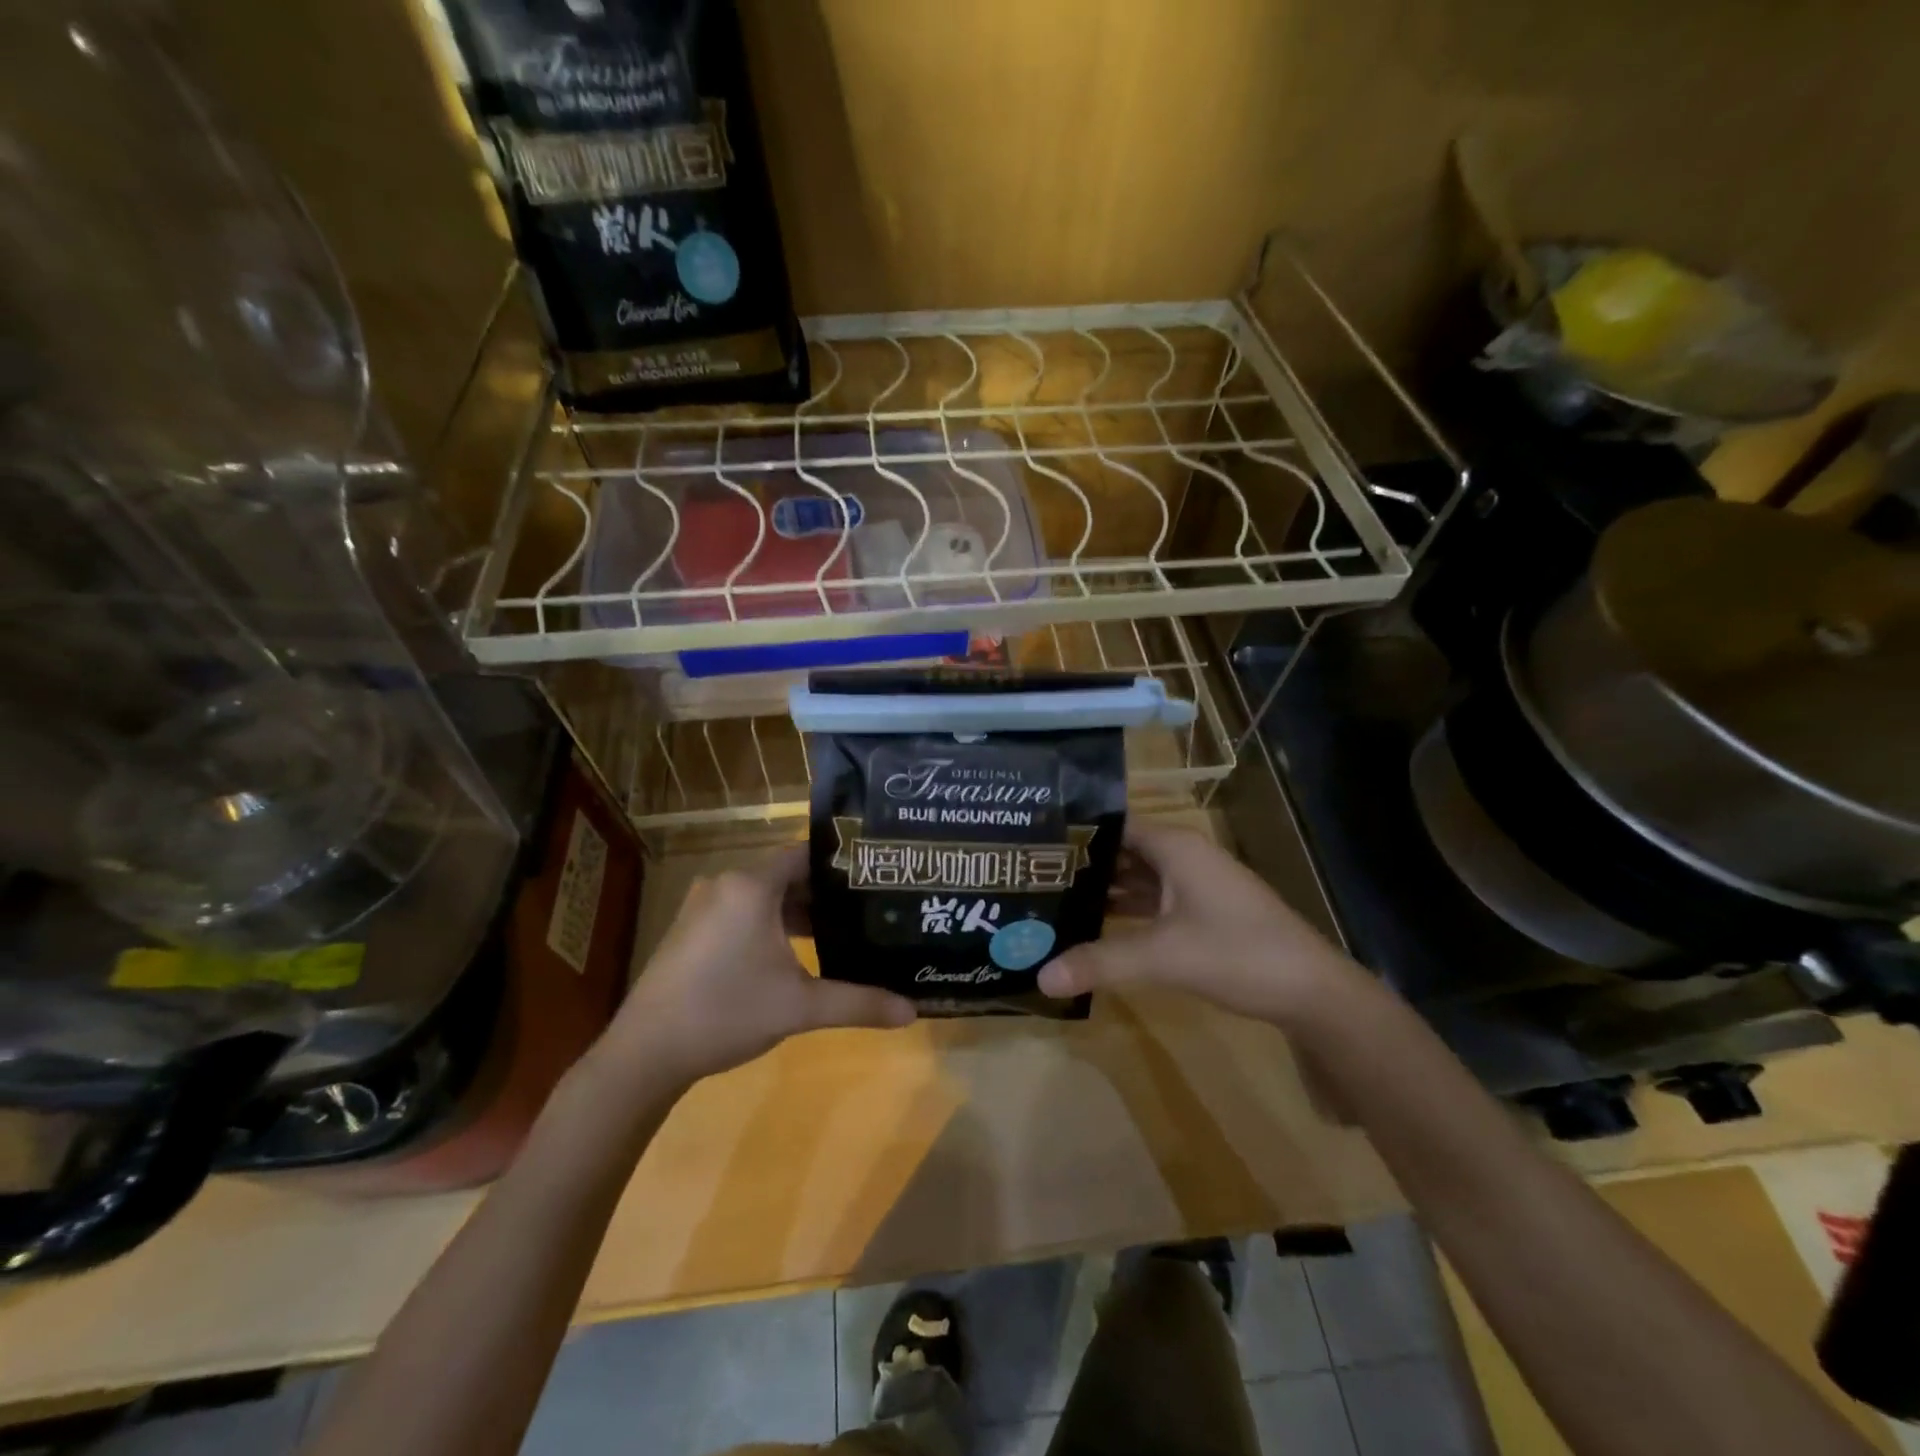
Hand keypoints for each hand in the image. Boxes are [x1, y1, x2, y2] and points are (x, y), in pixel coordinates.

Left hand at [596, 845, 915, 1088]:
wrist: (645, 1054)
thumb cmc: (726, 1013)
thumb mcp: (800, 1007)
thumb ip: (859, 1003)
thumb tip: (913, 1011)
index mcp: (751, 886)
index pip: (806, 854)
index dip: (841, 863)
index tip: (875, 876)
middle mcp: (725, 884)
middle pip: (786, 875)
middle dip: (825, 893)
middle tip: (867, 908)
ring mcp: (703, 906)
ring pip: (763, 895)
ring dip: (797, 912)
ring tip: (840, 931)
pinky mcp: (691, 930)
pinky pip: (741, 911)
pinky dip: (769, 923)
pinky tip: (793, 953)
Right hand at [1038, 824, 1359, 1025]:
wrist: (1312, 991)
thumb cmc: (1237, 953)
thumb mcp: (1163, 956)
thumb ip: (1100, 962)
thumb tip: (1040, 977)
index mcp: (1175, 847)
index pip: (1113, 824)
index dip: (1075, 833)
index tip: (1032, 845)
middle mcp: (1184, 857)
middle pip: (1122, 851)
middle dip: (1082, 865)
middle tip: (1032, 877)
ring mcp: (1196, 886)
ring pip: (1138, 878)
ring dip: (1103, 890)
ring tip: (1052, 901)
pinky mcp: (1203, 913)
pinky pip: (1153, 902)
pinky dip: (1126, 911)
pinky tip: (1095, 927)